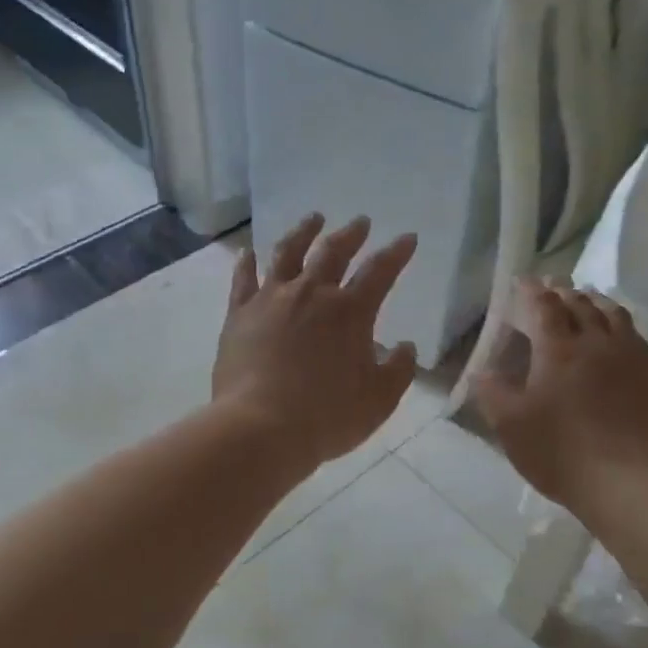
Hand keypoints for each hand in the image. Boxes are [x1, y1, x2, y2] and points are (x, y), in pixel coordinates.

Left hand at [213, 213, 419, 464]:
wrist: (261, 428)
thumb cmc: (327, 417)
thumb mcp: (379, 400)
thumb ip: (398, 370)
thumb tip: (405, 347)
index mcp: (350, 312)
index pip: (380, 271)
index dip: (397, 253)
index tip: (407, 238)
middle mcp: (311, 294)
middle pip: (333, 252)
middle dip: (351, 234)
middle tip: (360, 222)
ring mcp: (271, 299)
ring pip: (288, 253)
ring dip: (303, 232)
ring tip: (313, 219)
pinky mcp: (239, 314)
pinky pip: (243, 279)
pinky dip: (246, 262)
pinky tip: (248, 252)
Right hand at [471, 279, 647, 514]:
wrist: (625, 483)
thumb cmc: (558, 452)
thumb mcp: (509, 425)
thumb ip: (492, 392)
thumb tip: (482, 371)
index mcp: (559, 350)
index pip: (545, 306)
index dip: (532, 291)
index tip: (523, 282)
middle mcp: (597, 343)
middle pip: (581, 304)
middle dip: (564, 292)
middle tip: (553, 288)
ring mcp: (630, 358)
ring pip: (614, 315)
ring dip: (596, 302)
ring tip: (587, 300)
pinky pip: (636, 338)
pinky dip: (620, 325)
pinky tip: (618, 336)